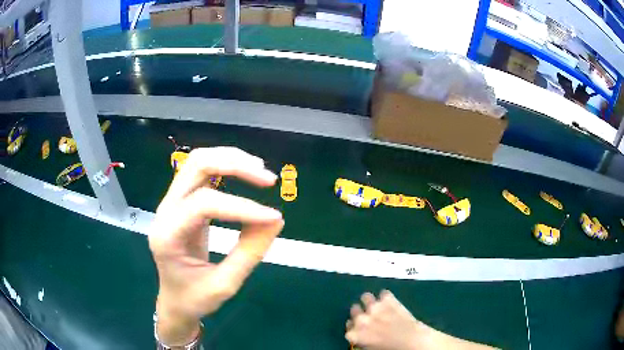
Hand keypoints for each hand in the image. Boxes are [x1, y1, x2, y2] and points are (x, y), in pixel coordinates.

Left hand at [149, 147, 283, 345]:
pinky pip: (203, 173)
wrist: (174, 300)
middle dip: (235, 165)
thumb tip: (276, 220)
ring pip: (198, 162)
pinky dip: (226, 166)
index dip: (241, 207)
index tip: (273, 217)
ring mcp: (172, 203)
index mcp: (167, 234)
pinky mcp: (183, 202)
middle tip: (268, 179)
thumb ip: (249, 253)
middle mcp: (165, 210)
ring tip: (260, 170)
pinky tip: (246, 173)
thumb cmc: (194, 299)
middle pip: (196, 166)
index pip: (204, 204)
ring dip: (231, 159)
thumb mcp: (224, 285)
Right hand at [346, 290, 428, 349]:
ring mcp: (374, 307)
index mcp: (355, 334)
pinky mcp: (388, 299)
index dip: (355, 326)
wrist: (411, 341)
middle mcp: (361, 319)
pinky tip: (391, 302)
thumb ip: (361, 340)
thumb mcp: (370, 349)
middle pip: (354, 309)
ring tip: (378, 305)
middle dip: (361, 312)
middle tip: (370, 316)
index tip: (360, 327)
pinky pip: (384, 293)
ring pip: (366, 297)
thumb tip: (359, 336)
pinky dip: (386, 297)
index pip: (349, 326)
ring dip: (370, 301)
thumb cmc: (391, 349)